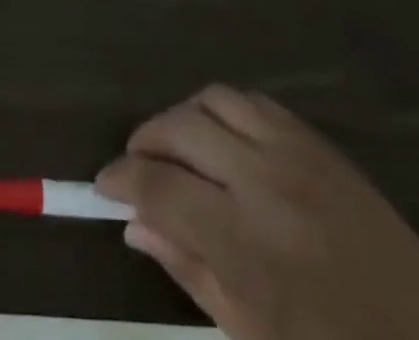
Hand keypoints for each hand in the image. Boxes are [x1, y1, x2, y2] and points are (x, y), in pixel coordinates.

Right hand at [96, 87, 418, 339]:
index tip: (104, 186)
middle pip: (177, 129)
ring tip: (176, 147)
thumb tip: (133, 226)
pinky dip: (221, 110)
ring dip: (181, 118)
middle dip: (143, 143)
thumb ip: (187, 271)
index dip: (121, 181)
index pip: (158, 189)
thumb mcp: (252, 334)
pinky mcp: (314, 139)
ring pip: (210, 101)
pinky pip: (251, 101)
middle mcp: (261, 182)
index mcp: (244, 245)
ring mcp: (291, 151)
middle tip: (135, 166)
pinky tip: (221, 138)